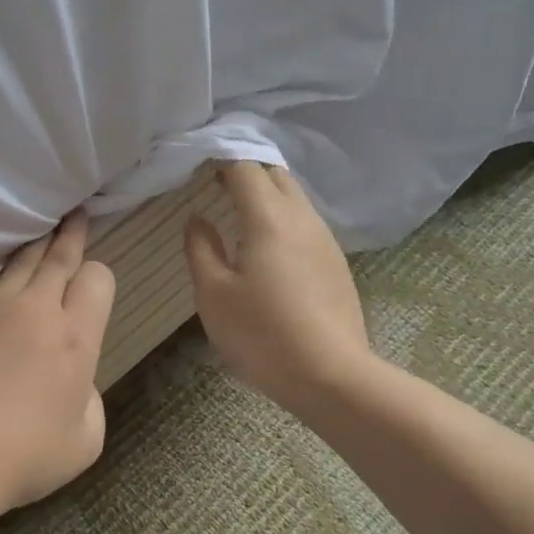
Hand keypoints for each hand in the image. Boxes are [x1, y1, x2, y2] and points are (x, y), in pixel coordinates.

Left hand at [0, 212, 116, 514]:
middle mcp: (34, 309)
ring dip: (35, 250)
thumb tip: (73, 374)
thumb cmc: (27, 455)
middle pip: (58, 255)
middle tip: (75, 215)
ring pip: (19, 262)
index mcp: (75, 336)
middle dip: (71, 234)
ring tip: (41, 237)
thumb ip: (90, 393)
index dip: (99, 278)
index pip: (97, 277)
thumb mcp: (87, 436)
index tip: (92, 288)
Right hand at [183, 162, 372, 418]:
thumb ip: (201, 249)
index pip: (245, 167)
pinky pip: (305, 223)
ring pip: (294, 198)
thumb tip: (198, 218)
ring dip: (266, 194)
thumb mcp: (214, 294)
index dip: (220, 159)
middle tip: (214, 183)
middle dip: (245, 170)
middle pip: (276, 175)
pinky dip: (281, 218)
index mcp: (269, 218)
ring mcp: (324, 240)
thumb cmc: (262, 334)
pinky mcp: (335, 263)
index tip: (197, 164)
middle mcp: (302, 218)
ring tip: (237, 211)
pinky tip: (266, 244)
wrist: (331, 375)